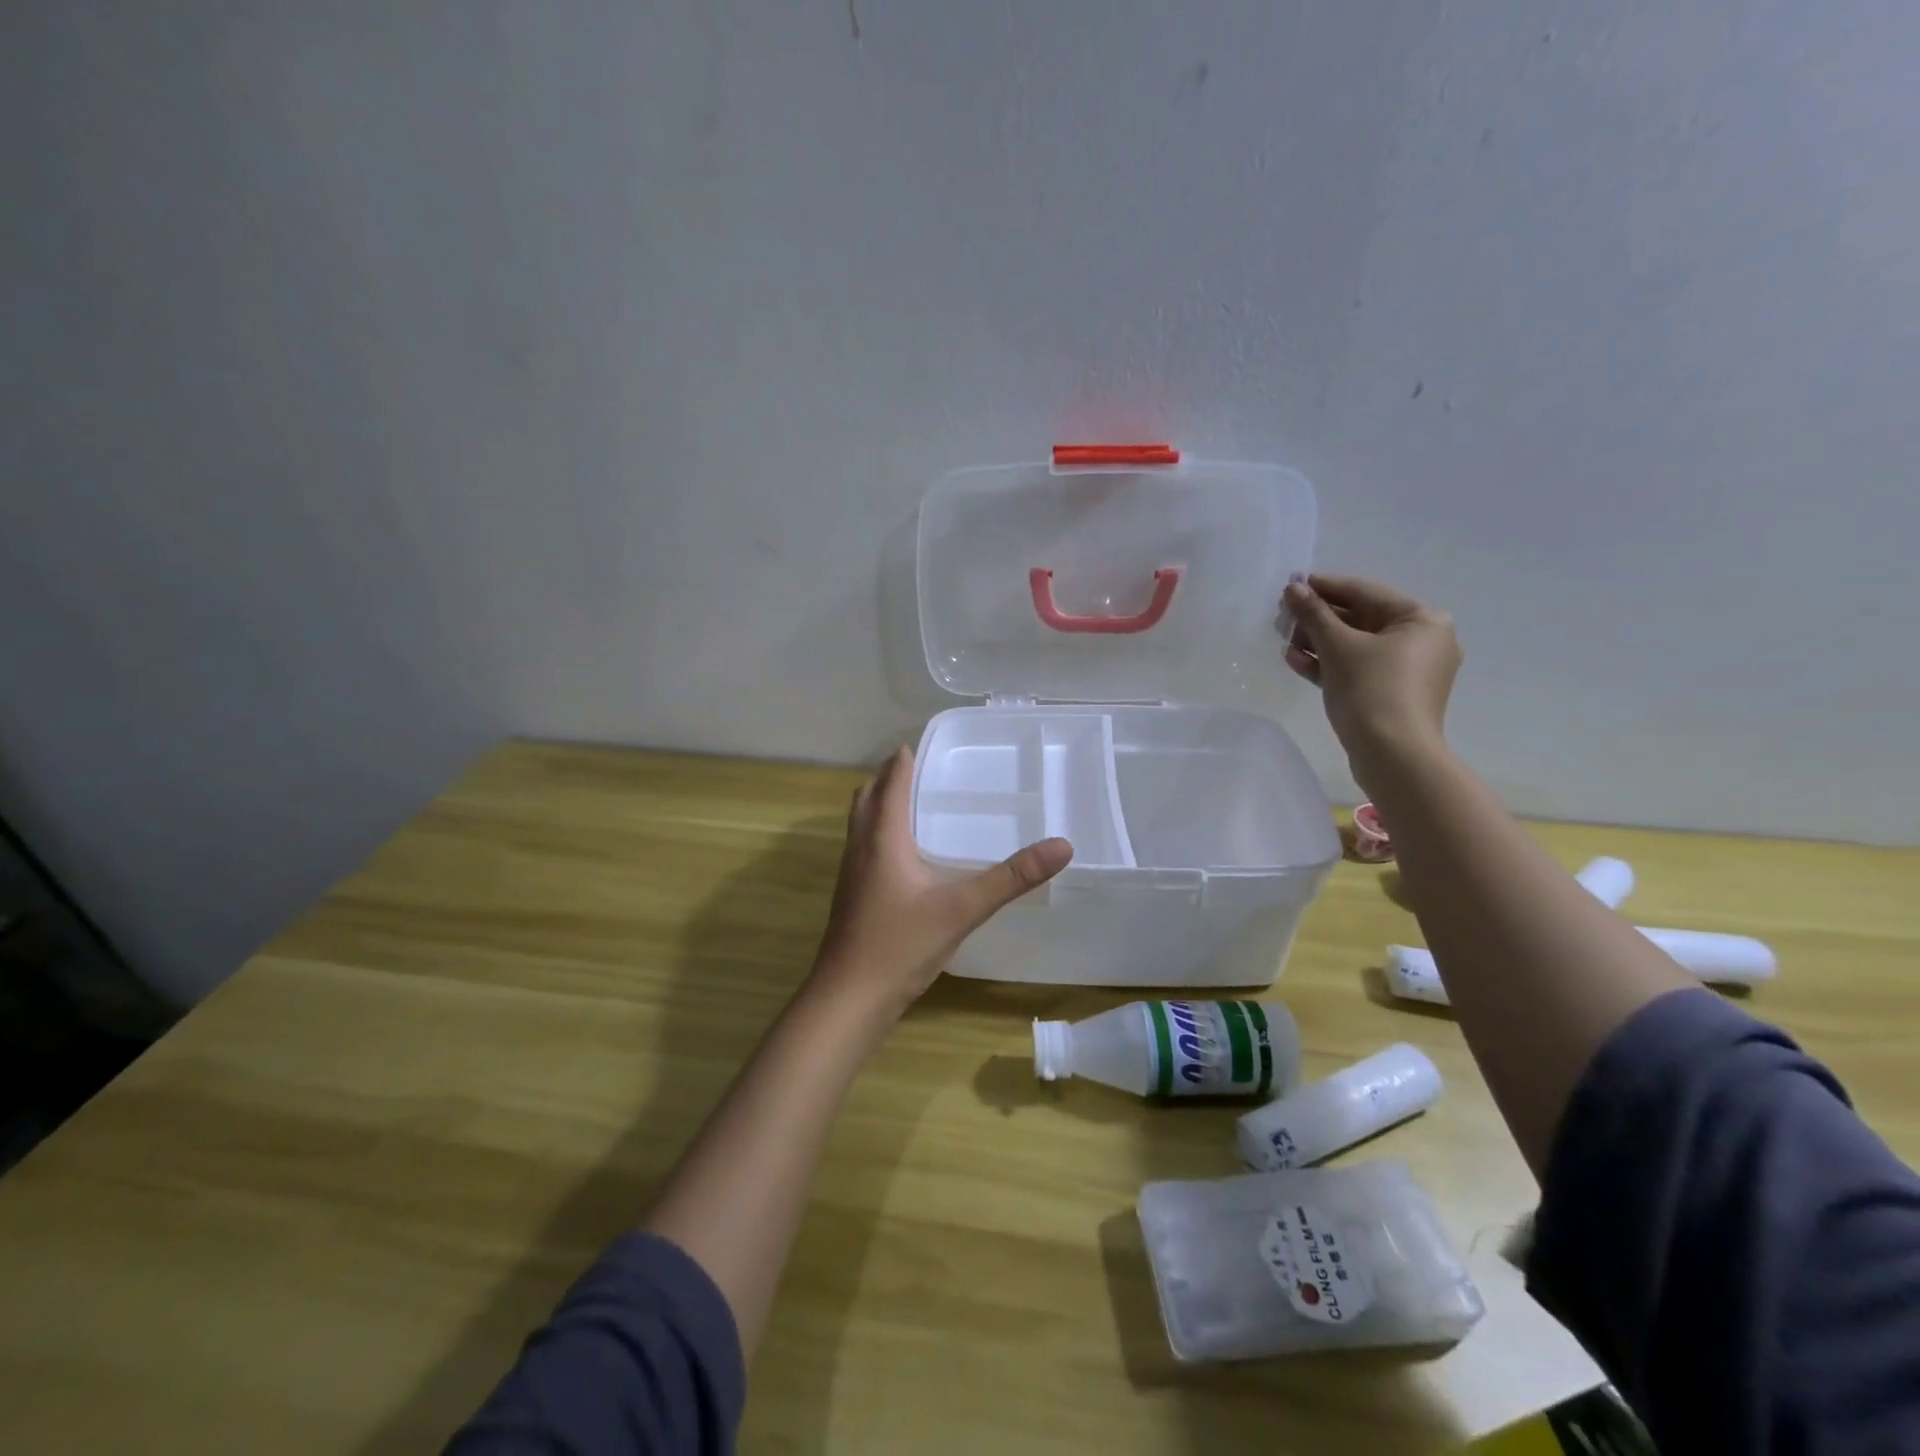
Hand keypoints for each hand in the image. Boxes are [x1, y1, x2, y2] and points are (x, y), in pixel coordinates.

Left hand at [810, 747, 1072, 1017]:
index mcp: (882, 839)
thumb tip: (1062, 845)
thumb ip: (1011, 878)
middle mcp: (860, 848)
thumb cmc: (900, 946)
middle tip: (921, 770)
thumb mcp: (962, 909)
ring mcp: (851, 874)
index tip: (922, 744)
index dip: (903, 761)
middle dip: (889, 779)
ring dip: (880, 805)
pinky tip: (905, 857)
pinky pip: (863, 847)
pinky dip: (879, 833)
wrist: (848, 999)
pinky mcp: (851, 896)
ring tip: (914, 804)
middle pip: (867, 798)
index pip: (890, 784)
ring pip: (861, 823)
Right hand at [1282, 573, 1462, 789]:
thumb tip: (1293, 588)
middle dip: (1318, 618)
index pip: (1366, 592)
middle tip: (1282, 615)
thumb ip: (1314, 613)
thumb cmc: (1371, 690)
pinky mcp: (1391, 694)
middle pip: (1361, 619)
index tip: (1292, 584)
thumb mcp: (1337, 646)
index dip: (1326, 587)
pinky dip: (1329, 664)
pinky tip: (1296, 661)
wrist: (1392, 755)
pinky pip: (1358, 669)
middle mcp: (1422, 641)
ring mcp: (1408, 671)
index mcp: (1422, 620)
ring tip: (1283, 639)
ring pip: (1356, 646)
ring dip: (1318, 641)